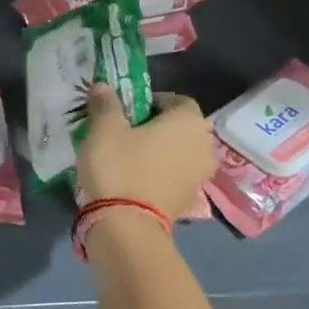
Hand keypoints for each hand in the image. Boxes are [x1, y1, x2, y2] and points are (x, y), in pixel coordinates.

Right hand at [76, 84, 216, 220]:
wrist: (126, 223)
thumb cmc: (118, 166)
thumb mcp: (104, 129)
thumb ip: (106, 104)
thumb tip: (103, 85)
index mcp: (189, 122)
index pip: (177, 100)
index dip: (152, 101)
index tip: (127, 110)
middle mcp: (204, 146)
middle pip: (181, 128)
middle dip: (157, 127)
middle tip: (126, 132)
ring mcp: (201, 176)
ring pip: (180, 153)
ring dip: (161, 151)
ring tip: (130, 157)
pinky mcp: (190, 200)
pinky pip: (175, 177)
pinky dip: (161, 174)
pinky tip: (136, 179)